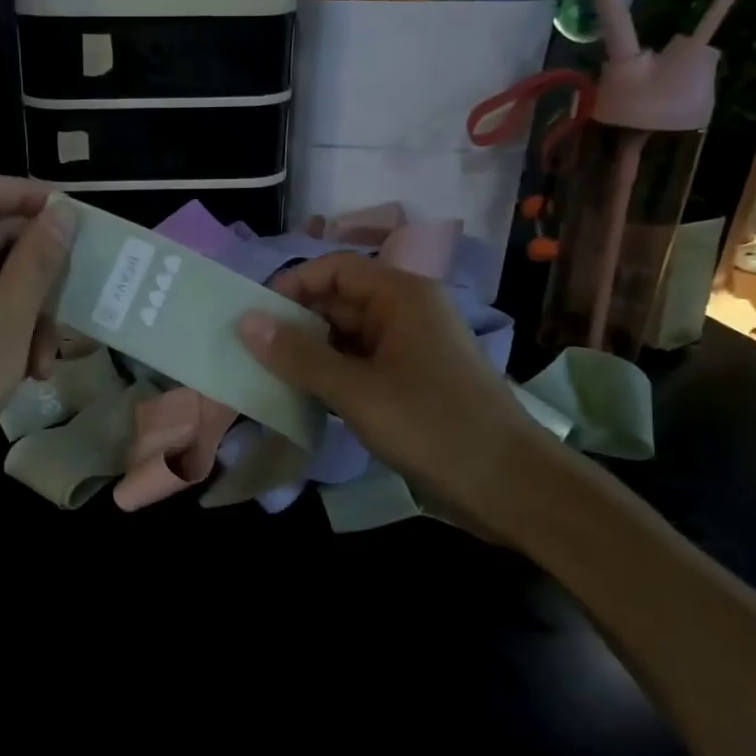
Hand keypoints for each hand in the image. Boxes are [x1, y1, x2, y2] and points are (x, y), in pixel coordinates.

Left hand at [0, 176, 75, 507]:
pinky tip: (30, 367)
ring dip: (27, 310)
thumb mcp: (9, 315)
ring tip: (48, 354)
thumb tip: (65, 212)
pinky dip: (7, 327)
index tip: (77, 215)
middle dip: (36, 271)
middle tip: (78, 290)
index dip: (31, 195)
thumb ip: (39, 257)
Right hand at [237, 254, 550, 532]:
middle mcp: (407, 313)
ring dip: (310, 354)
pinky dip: (331, 377)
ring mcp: (411, 350)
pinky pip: (361, 366)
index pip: (335, 268)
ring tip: (267, 377)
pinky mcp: (411, 383)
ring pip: (347, 338)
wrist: (509, 486)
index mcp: (401, 296)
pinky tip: (303, 399)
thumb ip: (298, 356)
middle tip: (250, 354)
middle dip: (296, 324)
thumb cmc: (432, 426)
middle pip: (339, 302)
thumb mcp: (356, 390)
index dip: (293, 285)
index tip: (254, 318)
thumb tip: (246, 322)